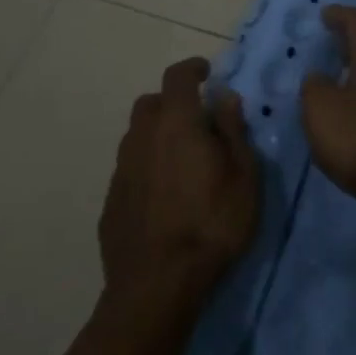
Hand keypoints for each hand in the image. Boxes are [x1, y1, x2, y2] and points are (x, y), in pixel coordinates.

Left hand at [100, 58, 259, 309]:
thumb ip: (233, 131)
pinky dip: (148, 166)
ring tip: (183, 160)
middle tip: (198, 121)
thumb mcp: (244, 176)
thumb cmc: (212, 223)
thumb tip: (225, 98)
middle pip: (151, 103)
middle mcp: (142, 137)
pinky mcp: (111, 201)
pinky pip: (131, 168)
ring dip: (158, 135)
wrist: (157, 285)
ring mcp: (121, 170)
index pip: (178, 77)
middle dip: (173, 103)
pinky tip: (165, 194)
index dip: (192, 68)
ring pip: (137, 136)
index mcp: (176, 123)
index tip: (207, 72)